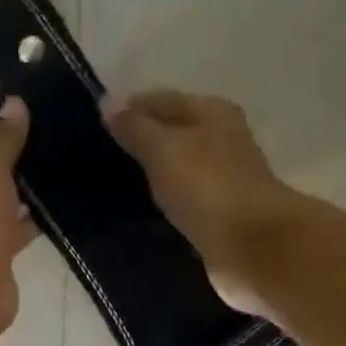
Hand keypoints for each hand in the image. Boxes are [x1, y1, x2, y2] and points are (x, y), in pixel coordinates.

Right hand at [104, 89, 309, 313]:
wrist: (252, 245)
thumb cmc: (206, 188)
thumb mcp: (163, 150)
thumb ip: (135, 127)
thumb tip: (108, 101)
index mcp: (210, 111)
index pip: (159, 100)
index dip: (127, 110)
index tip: (93, 129)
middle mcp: (220, 137)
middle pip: (171, 130)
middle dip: (138, 140)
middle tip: (99, 158)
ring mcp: (222, 175)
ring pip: (176, 164)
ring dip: (151, 170)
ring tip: (115, 184)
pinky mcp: (219, 210)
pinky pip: (183, 195)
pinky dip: (164, 196)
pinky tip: (142, 208)